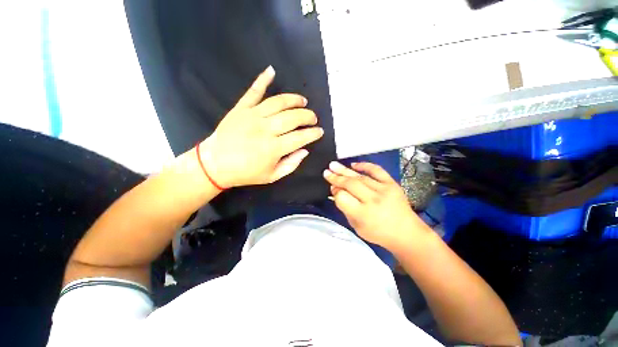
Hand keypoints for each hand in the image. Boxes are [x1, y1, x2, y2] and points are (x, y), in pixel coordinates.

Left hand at [199, 66, 323, 187]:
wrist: (215, 165)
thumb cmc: (246, 173)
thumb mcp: (272, 176)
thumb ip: (291, 164)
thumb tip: (305, 151)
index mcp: (274, 148)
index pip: (300, 137)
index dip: (313, 134)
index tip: (320, 131)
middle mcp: (265, 130)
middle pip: (293, 117)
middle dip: (308, 116)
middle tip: (313, 118)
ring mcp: (252, 116)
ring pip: (278, 103)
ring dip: (294, 100)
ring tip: (303, 101)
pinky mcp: (241, 109)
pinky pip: (253, 91)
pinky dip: (262, 80)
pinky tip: (271, 71)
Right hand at [323, 162, 424, 251]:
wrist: (407, 233)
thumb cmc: (378, 233)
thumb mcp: (356, 226)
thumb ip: (345, 208)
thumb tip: (336, 191)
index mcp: (363, 215)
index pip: (342, 198)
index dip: (335, 192)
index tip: (331, 189)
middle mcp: (373, 200)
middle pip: (350, 185)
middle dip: (336, 178)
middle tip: (326, 172)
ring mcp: (384, 190)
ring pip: (360, 177)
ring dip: (345, 170)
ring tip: (333, 165)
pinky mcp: (392, 184)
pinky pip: (377, 170)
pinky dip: (365, 165)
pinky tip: (353, 164)